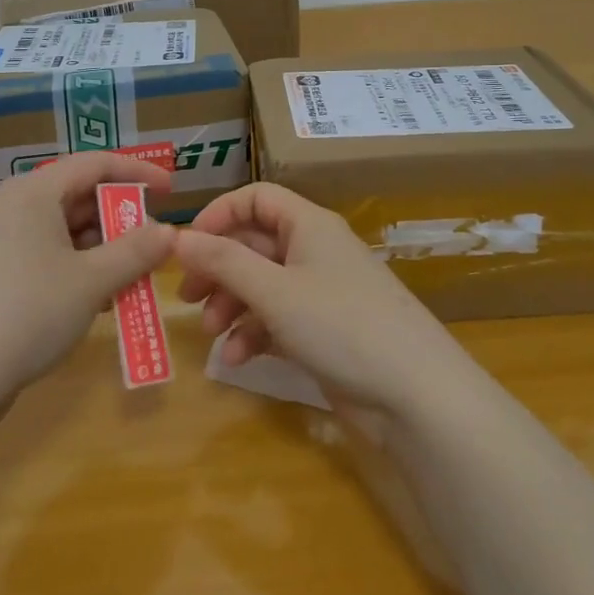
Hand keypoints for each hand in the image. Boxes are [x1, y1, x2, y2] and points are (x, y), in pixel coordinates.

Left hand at [0, 152, 176, 421]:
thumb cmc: (27, 313)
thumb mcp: (92, 282)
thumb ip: (135, 251)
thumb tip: (169, 231)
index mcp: (34, 192)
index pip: (95, 163)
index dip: (137, 172)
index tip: (171, 191)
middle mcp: (12, 206)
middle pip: (77, 196)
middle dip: (119, 221)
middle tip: (151, 248)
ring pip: (61, 231)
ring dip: (100, 251)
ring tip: (129, 281)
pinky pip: (43, 256)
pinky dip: (74, 269)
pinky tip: (94, 302)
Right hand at [176, 183, 480, 424]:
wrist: (415, 395)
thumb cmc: (341, 325)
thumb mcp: (274, 291)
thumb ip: (223, 261)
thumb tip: (178, 237)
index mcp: (309, 225)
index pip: (256, 199)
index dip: (219, 215)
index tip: (187, 246)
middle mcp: (315, 251)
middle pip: (255, 244)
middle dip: (219, 269)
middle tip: (187, 298)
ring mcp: (322, 293)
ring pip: (263, 285)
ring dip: (232, 305)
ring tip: (212, 334)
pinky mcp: (325, 331)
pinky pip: (278, 319)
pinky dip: (254, 333)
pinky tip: (237, 359)